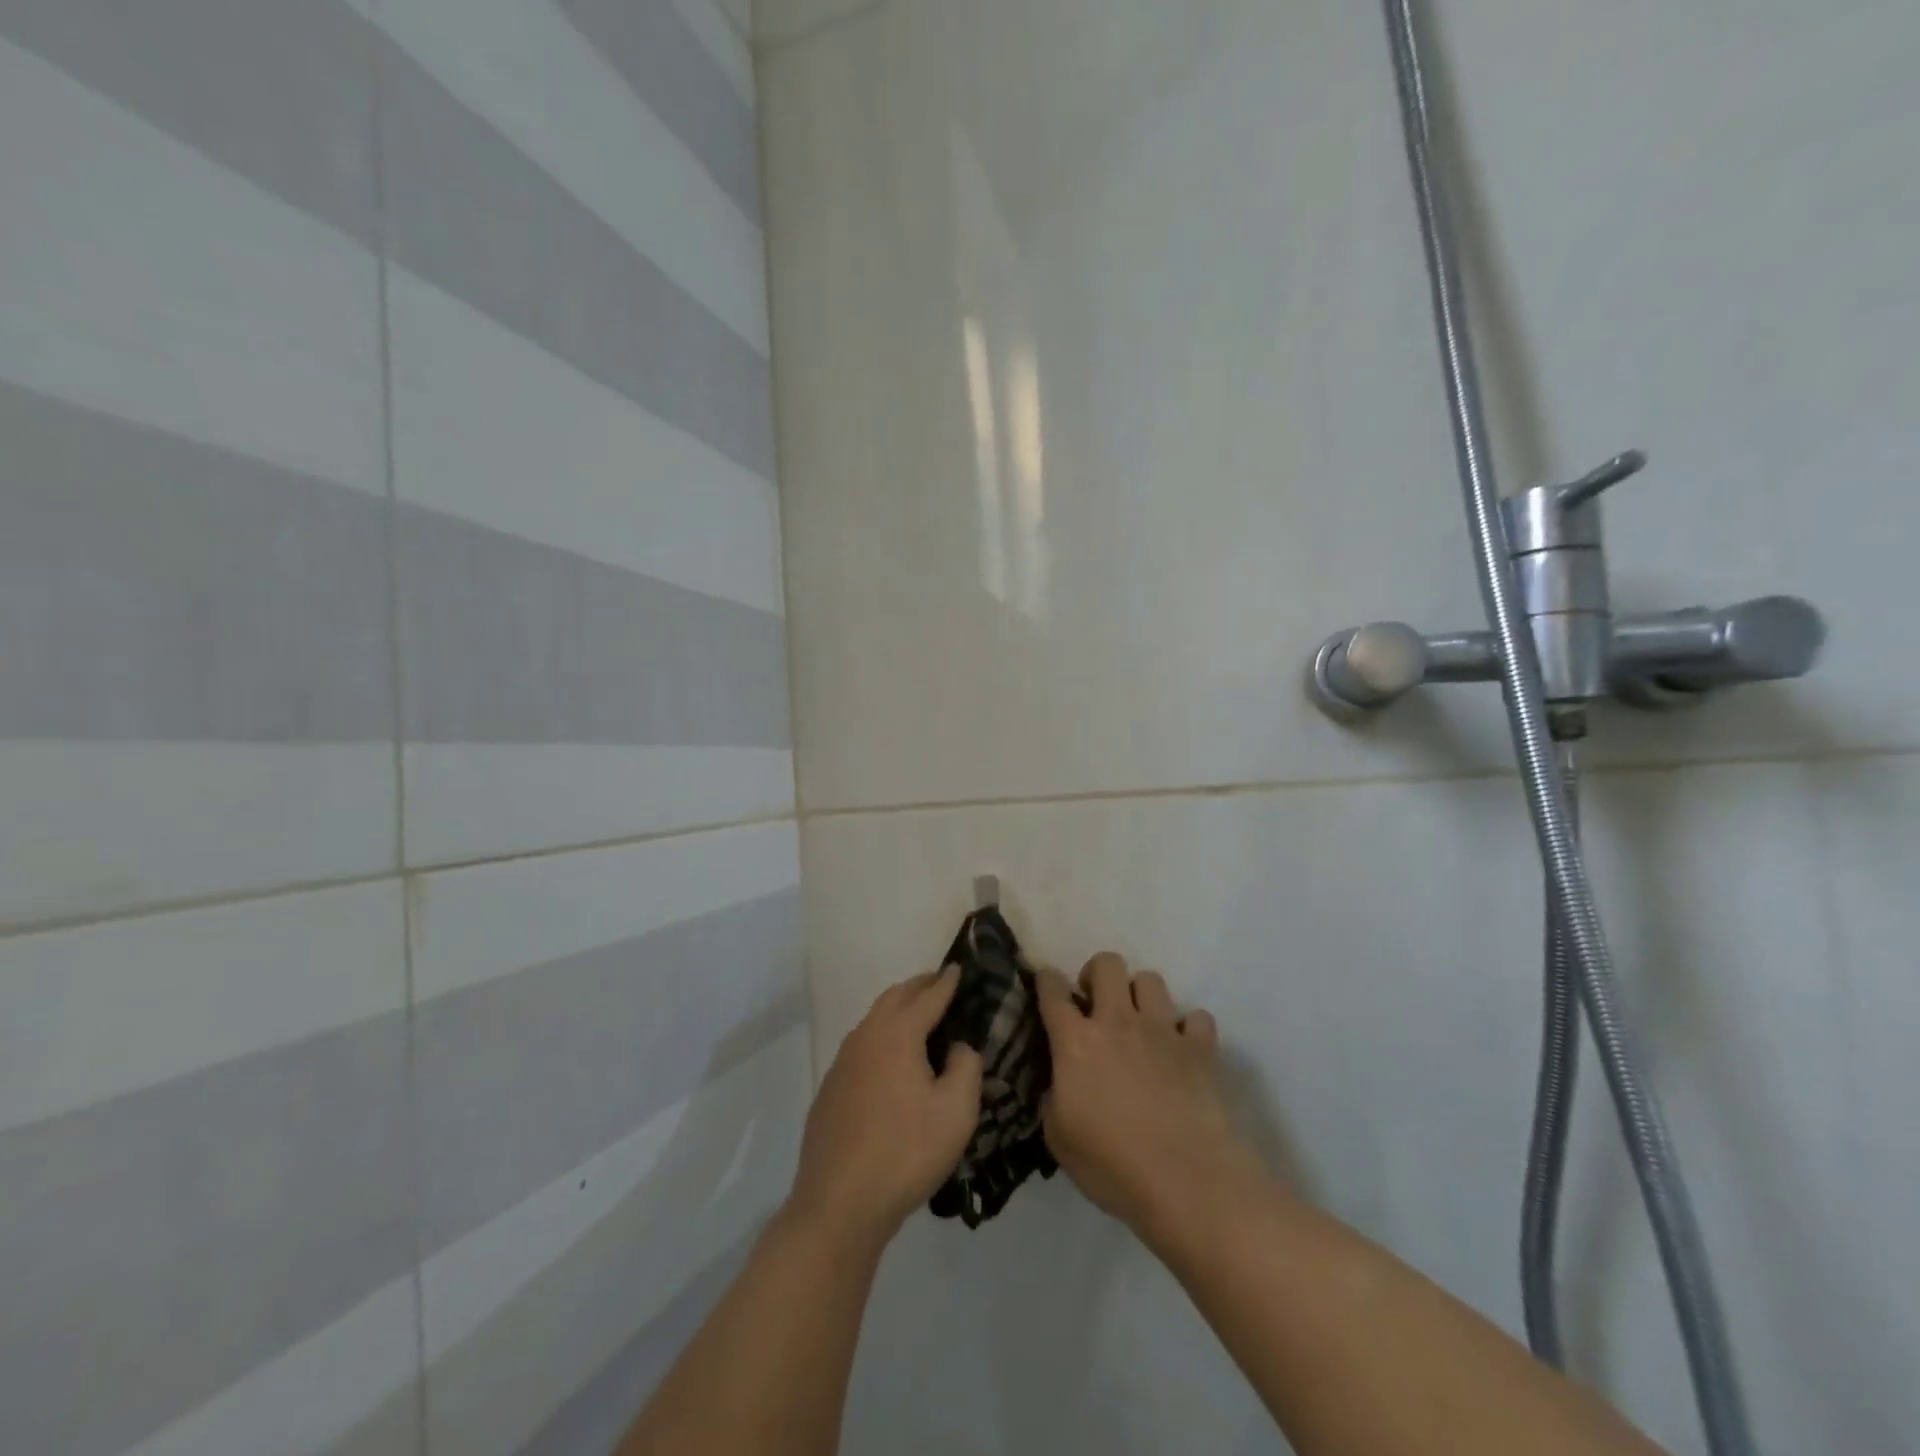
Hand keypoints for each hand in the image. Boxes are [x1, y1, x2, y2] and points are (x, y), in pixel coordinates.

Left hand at [786, 967, 984, 1249]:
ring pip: (874, 1020)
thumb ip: (966, 1066)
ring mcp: (843, 1062)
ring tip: (919, 1017)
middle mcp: (866, 1036)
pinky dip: (881, 1037)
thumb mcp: (956, 1111)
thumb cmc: (906, 1152)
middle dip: (920, 987)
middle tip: (941, 985)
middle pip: (895, 998)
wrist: (839, 1203)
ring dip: (898, 1010)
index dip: (947, 982)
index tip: (959, 967)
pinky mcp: (831, 1088)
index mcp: (898, 1034)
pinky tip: (891, 1062)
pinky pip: (861, 1046)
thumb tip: (958, 1046)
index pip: (928, 996)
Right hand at [1037, 953, 1263, 1241]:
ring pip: (1151, 980)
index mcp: (1076, 1041)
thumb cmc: (1113, 1166)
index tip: (1046, 986)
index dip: (1046, 981)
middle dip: (1097, 975)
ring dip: (1142, 997)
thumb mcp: (1059, 1139)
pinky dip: (1189, 1030)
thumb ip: (1053, 1098)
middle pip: (1107, 963)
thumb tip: (1059, 1084)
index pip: (1053, 990)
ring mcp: (1163, 1030)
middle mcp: (1118, 1021)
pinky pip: (1196, 1017)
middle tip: (1097, 1005)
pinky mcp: (1201, 1048)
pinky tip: (1183, 1052)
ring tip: (1141, 1025)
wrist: (1187, 1182)